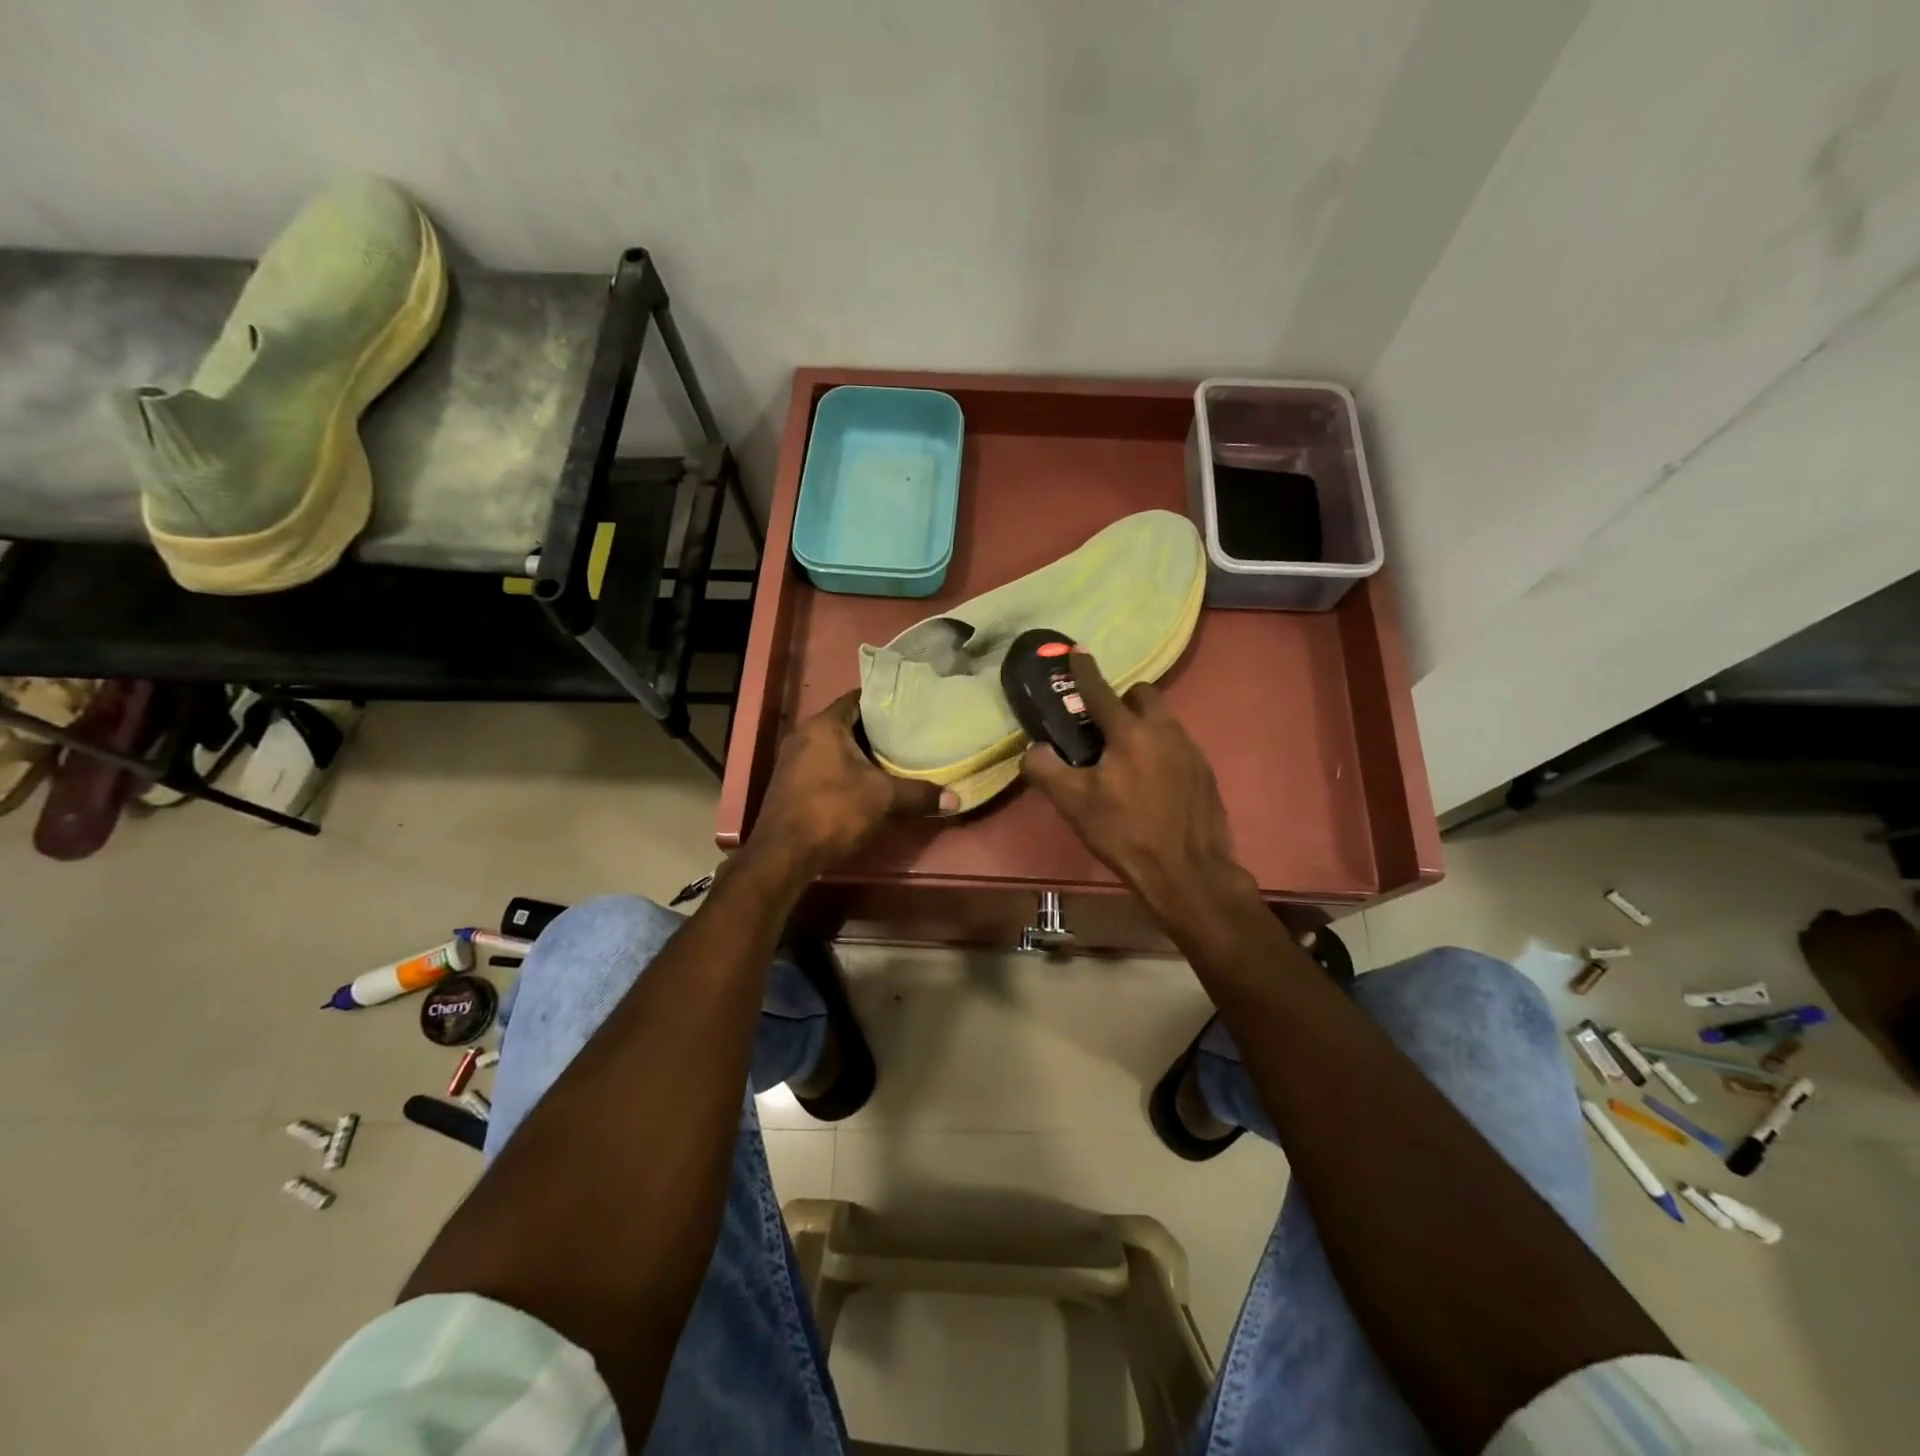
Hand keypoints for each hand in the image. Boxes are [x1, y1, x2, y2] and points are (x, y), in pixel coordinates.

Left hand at [750, 690, 954, 879]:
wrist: (783, 855)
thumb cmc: (833, 811)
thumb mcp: (883, 799)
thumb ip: (919, 793)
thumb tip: (956, 798)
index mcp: (824, 725)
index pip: (857, 699)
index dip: (884, 702)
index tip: (909, 709)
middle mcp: (804, 735)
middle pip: (846, 723)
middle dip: (875, 731)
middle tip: (907, 735)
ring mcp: (792, 760)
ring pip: (833, 747)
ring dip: (858, 753)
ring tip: (891, 760)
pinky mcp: (789, 784)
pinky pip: (822, 766)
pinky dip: (843, 770)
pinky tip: (864, 784)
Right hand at [1022, 653, 1254, 926]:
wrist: (1188, 872)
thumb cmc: (1125, 833)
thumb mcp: (1074, 804)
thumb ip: (1046, 769)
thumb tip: (1034, 749)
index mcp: (1130, 732)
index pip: (1101, 691)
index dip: (1084, 670)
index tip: (1076, 651)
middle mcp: (1164, 731)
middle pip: (1143, 695)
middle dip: (1123, 699)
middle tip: (1105, 726)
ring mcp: (1191, 750)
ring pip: (1164, 721)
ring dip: (1143, 726)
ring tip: (1126, 758)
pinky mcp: (1206, 773)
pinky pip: (1178, 746)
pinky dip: (1161, 751)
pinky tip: (1152, 782)